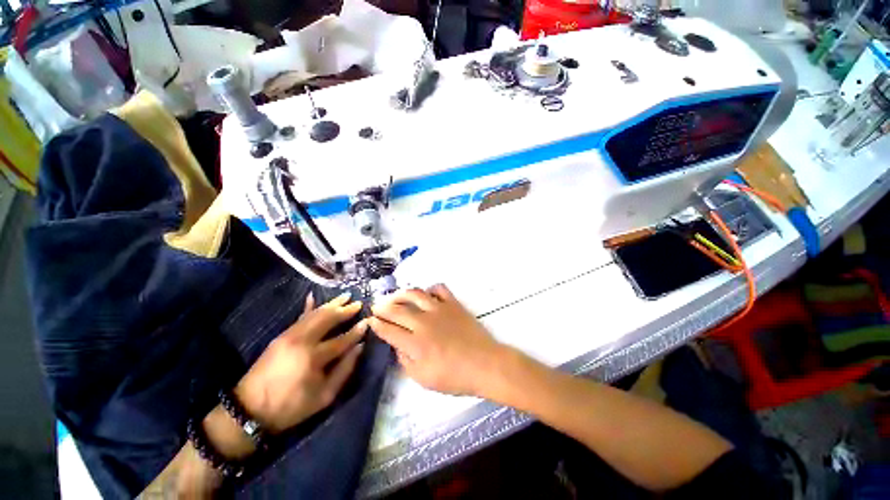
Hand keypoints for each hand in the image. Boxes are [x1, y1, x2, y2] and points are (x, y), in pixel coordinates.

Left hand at [234, 293, 366, 433]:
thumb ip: (345, 370)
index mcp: (314, 358)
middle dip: (345, 310)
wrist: (249, 410)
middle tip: (358, 303)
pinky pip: (299, 317)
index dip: (356, 331)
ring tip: (346, 296)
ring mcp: (290, 336)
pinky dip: (309, 306)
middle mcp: (302, 341)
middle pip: (328, 319)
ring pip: (315, 314)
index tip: (367, 321)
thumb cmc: (291, 407)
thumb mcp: (324, 397)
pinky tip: (313, 296)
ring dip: (332, 304)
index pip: (342, 339)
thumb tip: (360, 347)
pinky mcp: (281, 336)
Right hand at [369, 284, 505, 396]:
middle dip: (382, 307)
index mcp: (415, 343)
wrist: (484, 364)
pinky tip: (427, 294)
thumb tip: (397, 346)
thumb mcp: (424, 379)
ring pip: (415, 294)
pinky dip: (430, 289)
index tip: (370, 320)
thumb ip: (406, 361)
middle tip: (376, 306)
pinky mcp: (453, 303)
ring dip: (402, 294)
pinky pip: (439, 289)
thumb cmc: (454, 377)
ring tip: (396, 296)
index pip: (388, 329)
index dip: (377, 324)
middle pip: (397, 309)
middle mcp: (423, 321)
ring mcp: (439, 309)